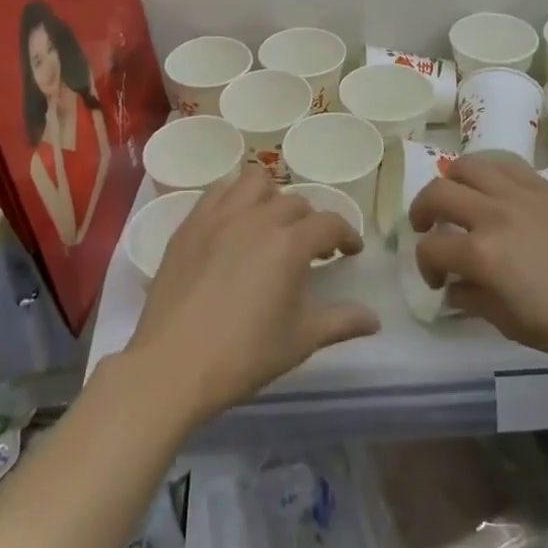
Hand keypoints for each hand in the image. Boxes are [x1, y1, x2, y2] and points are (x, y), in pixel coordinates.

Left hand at [124, 167, 379, 425]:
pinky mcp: (189, 225)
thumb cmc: (244, 354)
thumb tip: (374, 320)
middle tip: (311, 249)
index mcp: (289, 243)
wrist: (173, 365)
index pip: (329, 223)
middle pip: (294, 202)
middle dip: (310, 221)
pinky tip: (234, 225)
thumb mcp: (301, 340)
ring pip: (254, 182)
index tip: (351, 251)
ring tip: (271, 224)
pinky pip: (217, 192)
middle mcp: (256, 218)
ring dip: (272, 197)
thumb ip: (341, 322)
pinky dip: (233, 199)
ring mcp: (218, 217)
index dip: (346, 235)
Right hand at [410, 155, 547, 372]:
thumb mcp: (509, 324)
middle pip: (438, 193)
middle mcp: (495, 214)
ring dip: (451, 181)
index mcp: (483, 254)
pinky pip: (505, 164)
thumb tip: (452, 285)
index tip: (437, 281)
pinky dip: (487, 172)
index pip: (431, 248)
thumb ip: (471, 298)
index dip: (424, 265)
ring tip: (456, 199)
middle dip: (422, 211)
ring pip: (467, 165)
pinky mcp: (546, 187)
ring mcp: (521, 194)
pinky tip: (492, 191)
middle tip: (427, 229)